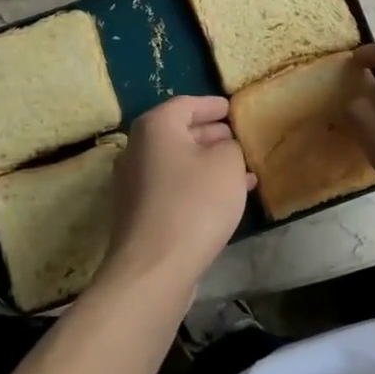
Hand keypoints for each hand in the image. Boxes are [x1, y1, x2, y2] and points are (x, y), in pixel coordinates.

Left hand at [97, 96, 253, 300]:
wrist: (154, 269)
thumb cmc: (194, 204)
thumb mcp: (227, 164)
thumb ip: (230, 146)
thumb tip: (223, 148)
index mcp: (155, 127)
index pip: (186, 104)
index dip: (212, 105)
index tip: (232, 109)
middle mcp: (137, 148)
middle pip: (178, 132)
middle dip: (210, 135)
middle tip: (237, 138)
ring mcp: (134, 183)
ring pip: (177, 162)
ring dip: (207, 163)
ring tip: (240, 170)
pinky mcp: (138, 213)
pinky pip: (172, 187)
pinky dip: (197, 185)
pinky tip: (224, 199)